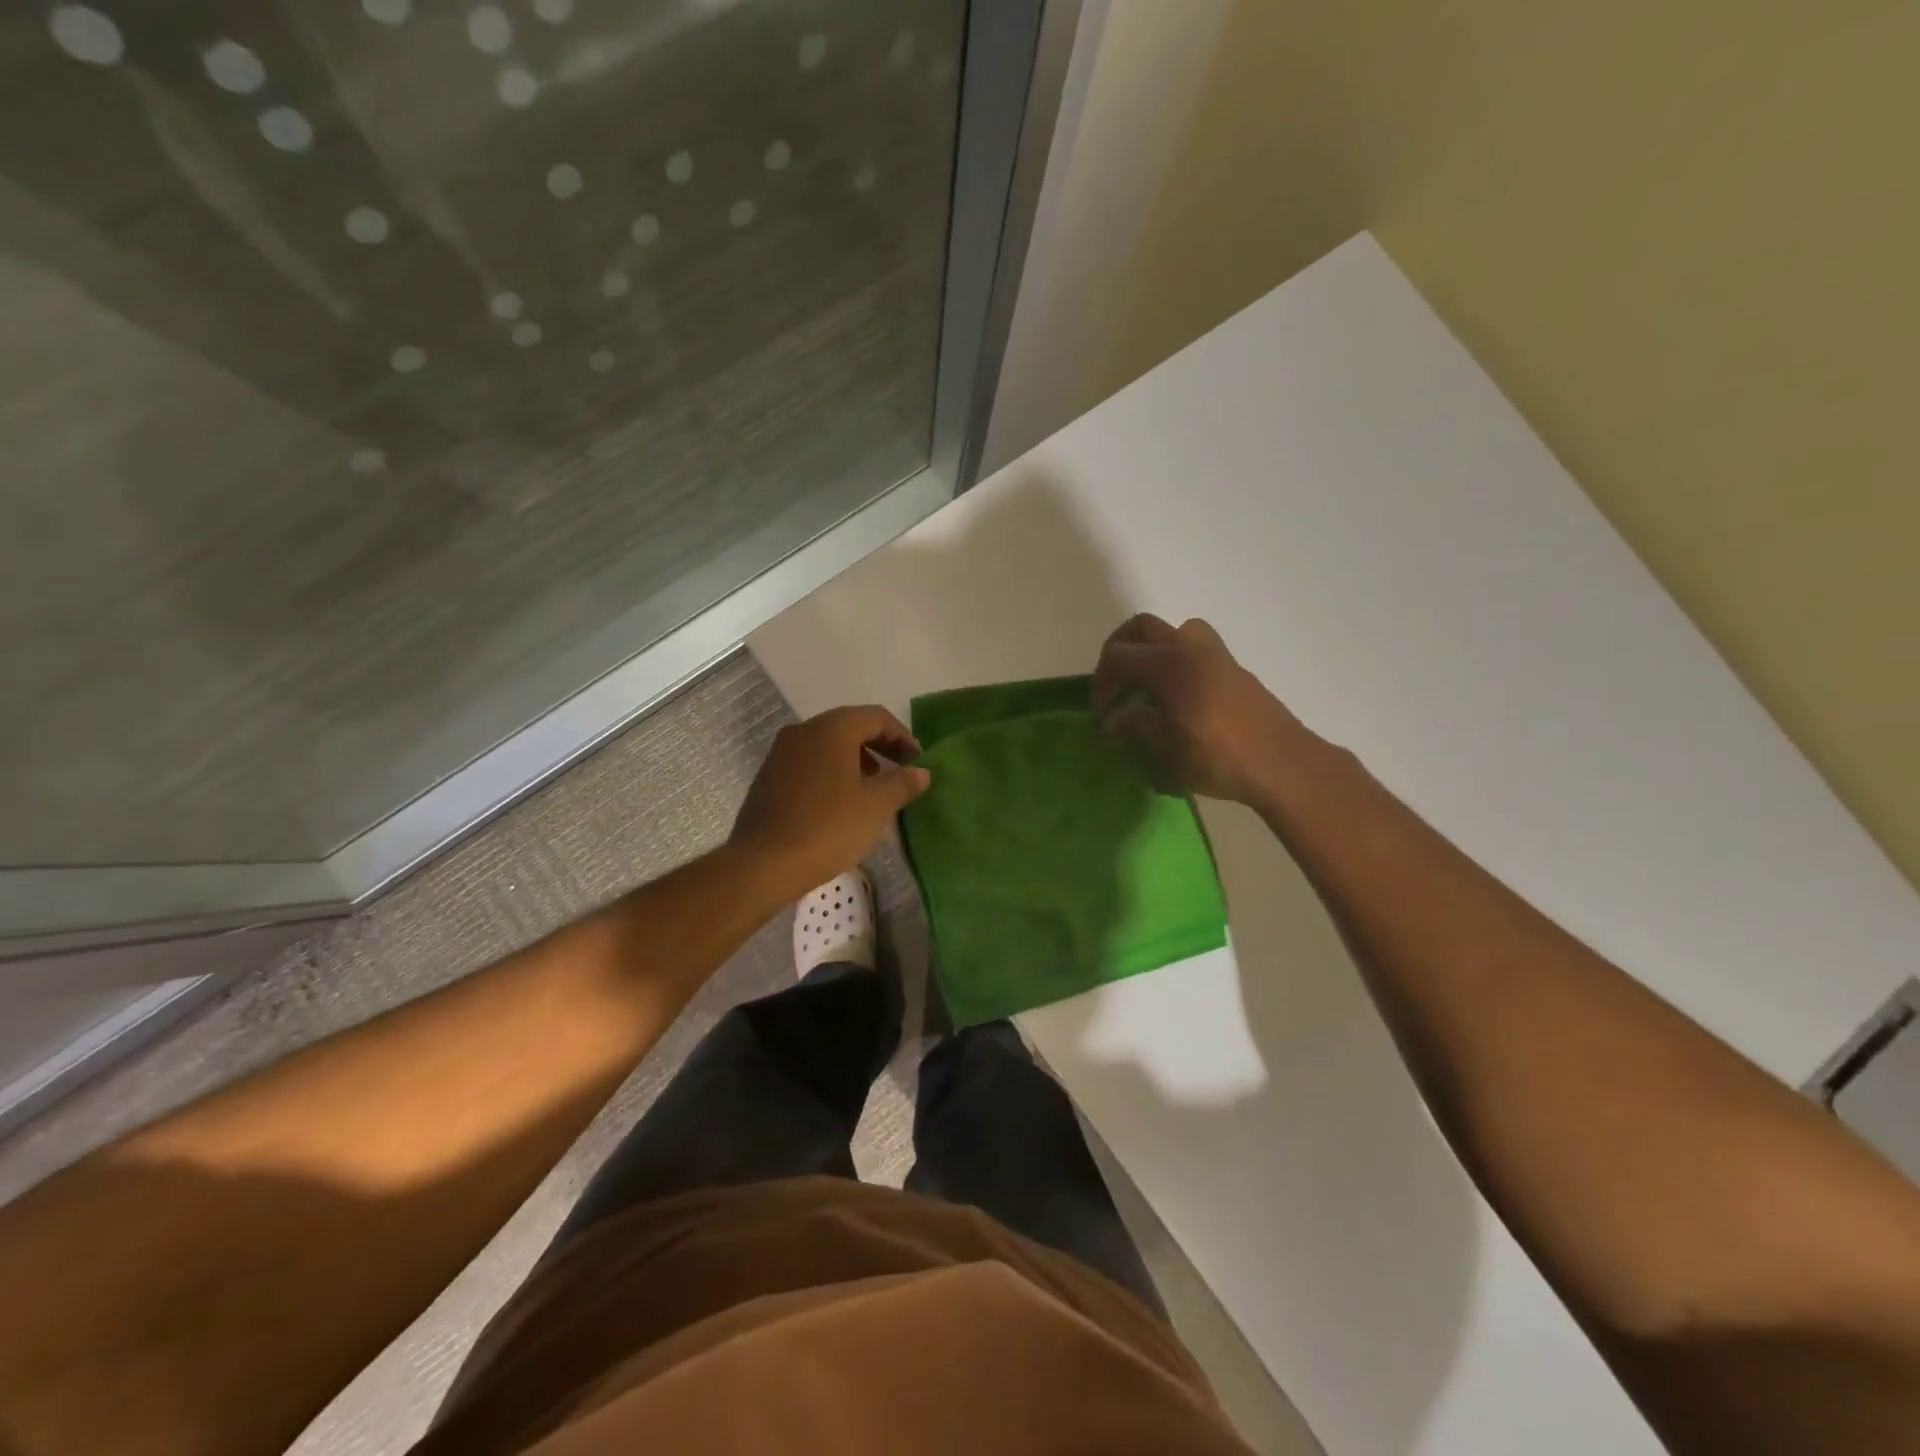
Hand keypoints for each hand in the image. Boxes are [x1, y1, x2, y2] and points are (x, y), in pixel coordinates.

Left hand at [729, 706, 930, 899]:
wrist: (763, 863)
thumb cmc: (828, 827)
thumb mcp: (876, 806)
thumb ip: (902, 783)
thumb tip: (921, 771)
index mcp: (832, 728)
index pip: (876, 717)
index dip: (902, 737)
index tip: (917, 762)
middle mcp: (804, 731)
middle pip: (850, 727)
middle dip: (879, 747)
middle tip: (899, 773)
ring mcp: (781, 753)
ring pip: (828, 746)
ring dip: (855, 761)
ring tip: (872, 791)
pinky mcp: (768, 777)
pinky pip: (809, 764)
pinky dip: (831, 774)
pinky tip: (841, 804)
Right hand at [1092, 614, 1316, 806]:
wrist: (1282, 764)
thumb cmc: (1217, 757)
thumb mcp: (1165, 748)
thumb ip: (1135, 726)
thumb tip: (1114, 720)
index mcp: (1170, 664)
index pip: (1119, 655)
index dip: (1102, 680)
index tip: (1102, 712)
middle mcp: (1191, 648)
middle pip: (1143, 627)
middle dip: (1120, 650)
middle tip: (1114, 683)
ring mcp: (1217, 656)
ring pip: (1175, 632)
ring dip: (1153, 650)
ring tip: (1148, 685)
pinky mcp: (1233, 670)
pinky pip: (1196, 649)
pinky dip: (1177, 662)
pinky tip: (1179, 698)